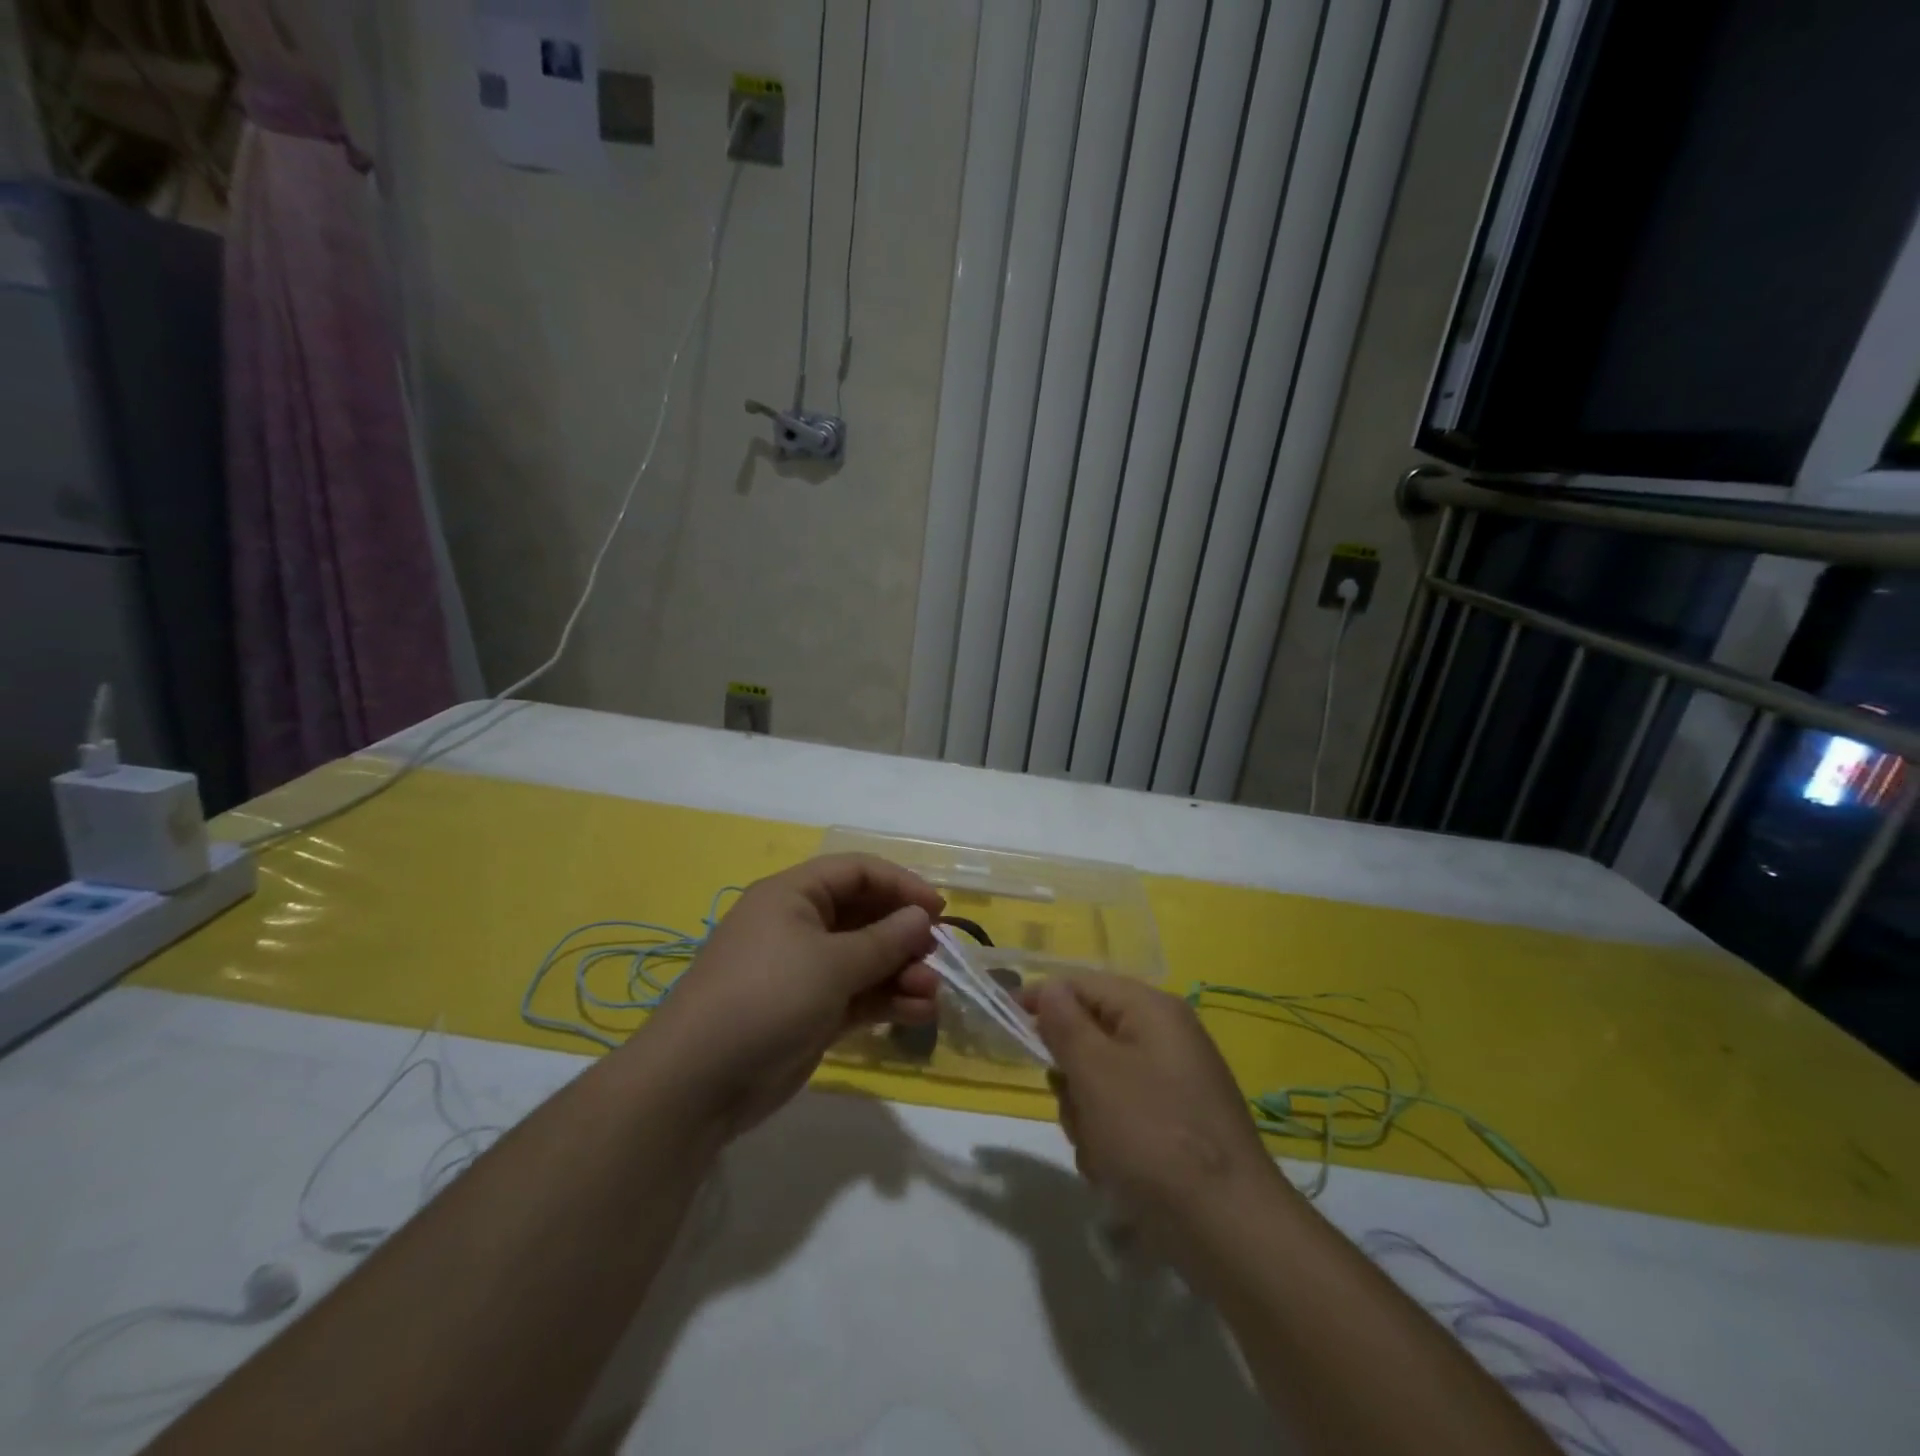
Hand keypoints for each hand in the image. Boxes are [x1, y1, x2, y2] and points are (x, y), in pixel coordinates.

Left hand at [636, 854, 944, 1137]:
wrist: (698, 1082)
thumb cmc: (767, 998)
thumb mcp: (831, 963)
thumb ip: (884, 940)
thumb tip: (922, 917)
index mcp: (794, 895)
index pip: (856, 872)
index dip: (900, 884)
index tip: (937, 910)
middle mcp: (799, 926)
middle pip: (865, 916)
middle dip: (904, 935)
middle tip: (937, 957)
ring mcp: (804, 972)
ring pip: (865, 960)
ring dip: (901, 973)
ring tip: (931, 994)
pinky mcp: (810, 1013)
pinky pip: (857, 995)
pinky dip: (887, 1001)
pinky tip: (918, 1014)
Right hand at [1032, 974, 1278, 1238]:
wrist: (1231, 1230)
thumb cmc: (1152, 1136)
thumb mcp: (1095, 1072)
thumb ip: (1065, 1024)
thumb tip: (1049, 988)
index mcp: (1152, 1010)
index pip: (1082, 985)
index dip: (1042, 1000)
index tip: (1007, 1025)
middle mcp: (1167, 1038)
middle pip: (1091, 1037)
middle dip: (1071, 1077)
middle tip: (1075, 1107)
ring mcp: (1176, 1084)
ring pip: (1101, 1083)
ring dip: (1087, 1116)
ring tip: (1100, 1153)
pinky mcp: (1179, 1126)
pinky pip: (1124, 1117)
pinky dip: (1110, 1141)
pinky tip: (1117, 1175)